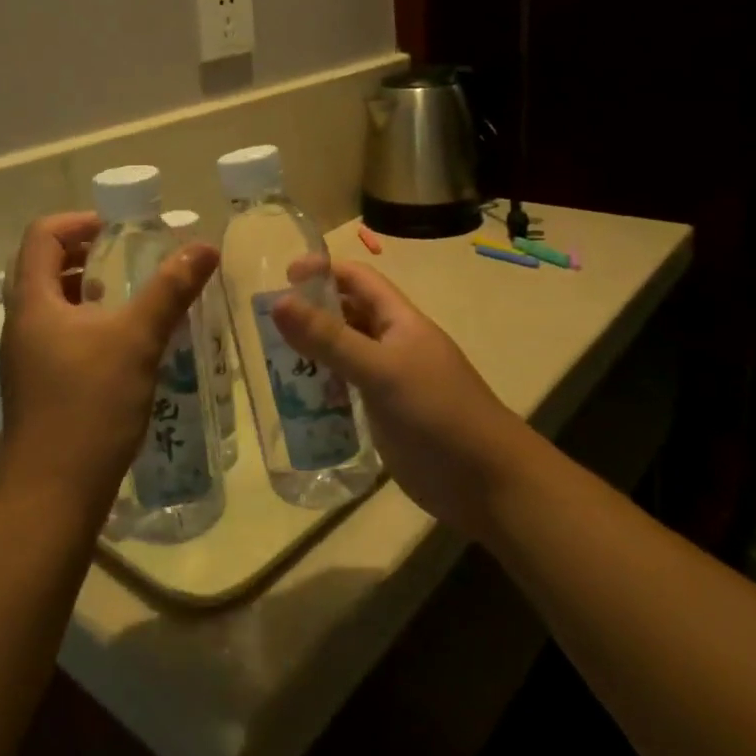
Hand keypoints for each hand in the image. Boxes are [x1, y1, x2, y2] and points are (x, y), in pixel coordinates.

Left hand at [0, 213, 217, 528]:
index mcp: (33, 302)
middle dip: (83, 252)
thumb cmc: (89, 407)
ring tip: (127, 295)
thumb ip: (170, 290)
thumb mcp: (137, 341)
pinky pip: (57, 333)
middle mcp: (21, 323)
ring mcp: (25, 357)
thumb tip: (204, 247)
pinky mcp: (36, 385)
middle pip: (42, 266)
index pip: (41, 236)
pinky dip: (86, 321)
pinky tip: (121, 342)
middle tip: (125, 255)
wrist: (52, 496)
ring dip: (85, 288)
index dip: (77, 221)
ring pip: (50, 302)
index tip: (116, 229)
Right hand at [271, 261, 523, 536]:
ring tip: (273, 360)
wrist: (488, 484)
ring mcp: (389, 380)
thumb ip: (329, 339)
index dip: (323, 271)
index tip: (283, 278)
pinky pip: (346, 389)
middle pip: (347, 314)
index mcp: (399, 320)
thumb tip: (278, 302)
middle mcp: (393, 343)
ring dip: (313, 352)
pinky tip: (297, 400)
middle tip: (267, 324)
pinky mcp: (384, 414)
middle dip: (311, 312)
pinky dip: (322, 388)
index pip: (357, 279)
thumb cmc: (437, 414)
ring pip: (344, 353)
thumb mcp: (380, 371)